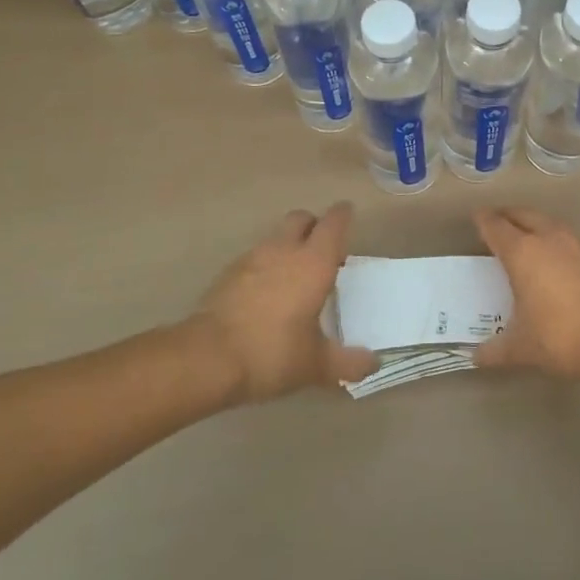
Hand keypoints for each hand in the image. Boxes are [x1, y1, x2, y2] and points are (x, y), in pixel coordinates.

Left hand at [190, 204, 376, 403]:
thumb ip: (347, 363)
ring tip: (294, 275)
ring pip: (275, 237)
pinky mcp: (227, 273)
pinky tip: (265, 293)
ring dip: (288, 245)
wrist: (206, 358)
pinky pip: (254, 258)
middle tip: (323, 249)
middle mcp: (284, 250)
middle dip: (314, 225)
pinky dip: (265, 266)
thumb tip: (373, 363)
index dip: (343, 215)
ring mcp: (252, 258)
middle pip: (301, 218)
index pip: (334, 223)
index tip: (349, 214)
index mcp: (314, 262)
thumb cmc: (272, 353)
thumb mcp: (315, 365)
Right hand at [473, 208, 579, 382]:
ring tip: (527, 236)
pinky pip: (568, 239)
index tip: (477, 217)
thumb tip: (476, 357)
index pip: (496, 227)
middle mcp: (548, 239)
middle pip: (524, 215)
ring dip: (535, 224)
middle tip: (498, 221)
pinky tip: (557, 258)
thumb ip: (496, 350)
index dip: (484, 220)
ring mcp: (577, 245)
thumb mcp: (523, 348)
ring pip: (549, 223)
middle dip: (509, 215)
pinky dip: (556, 241)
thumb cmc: (561, 335)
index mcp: (522, 252)